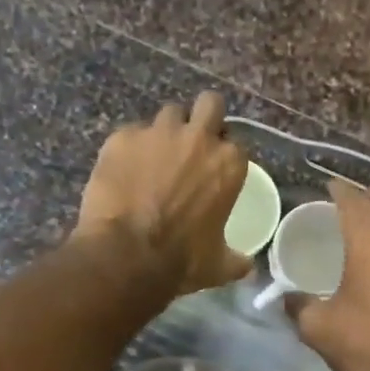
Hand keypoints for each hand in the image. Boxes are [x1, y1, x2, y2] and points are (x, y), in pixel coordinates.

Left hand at [74, 92, 252, 294]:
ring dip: (165, 132)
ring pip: (168, 114)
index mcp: (228, 163)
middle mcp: (198, 138)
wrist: (126, 255)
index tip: (212, 172)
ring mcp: (158, 132)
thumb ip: (235, 259)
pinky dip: (129, 149)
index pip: (234, 144)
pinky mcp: (122, 137)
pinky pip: (131, 134)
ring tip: (153, 158)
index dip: (222, 155)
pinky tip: (122, 172)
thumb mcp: (218, 265)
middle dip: (203, 118)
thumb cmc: (181, 260)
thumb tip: (247, 266)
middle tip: (190, 145)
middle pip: (210, 104)